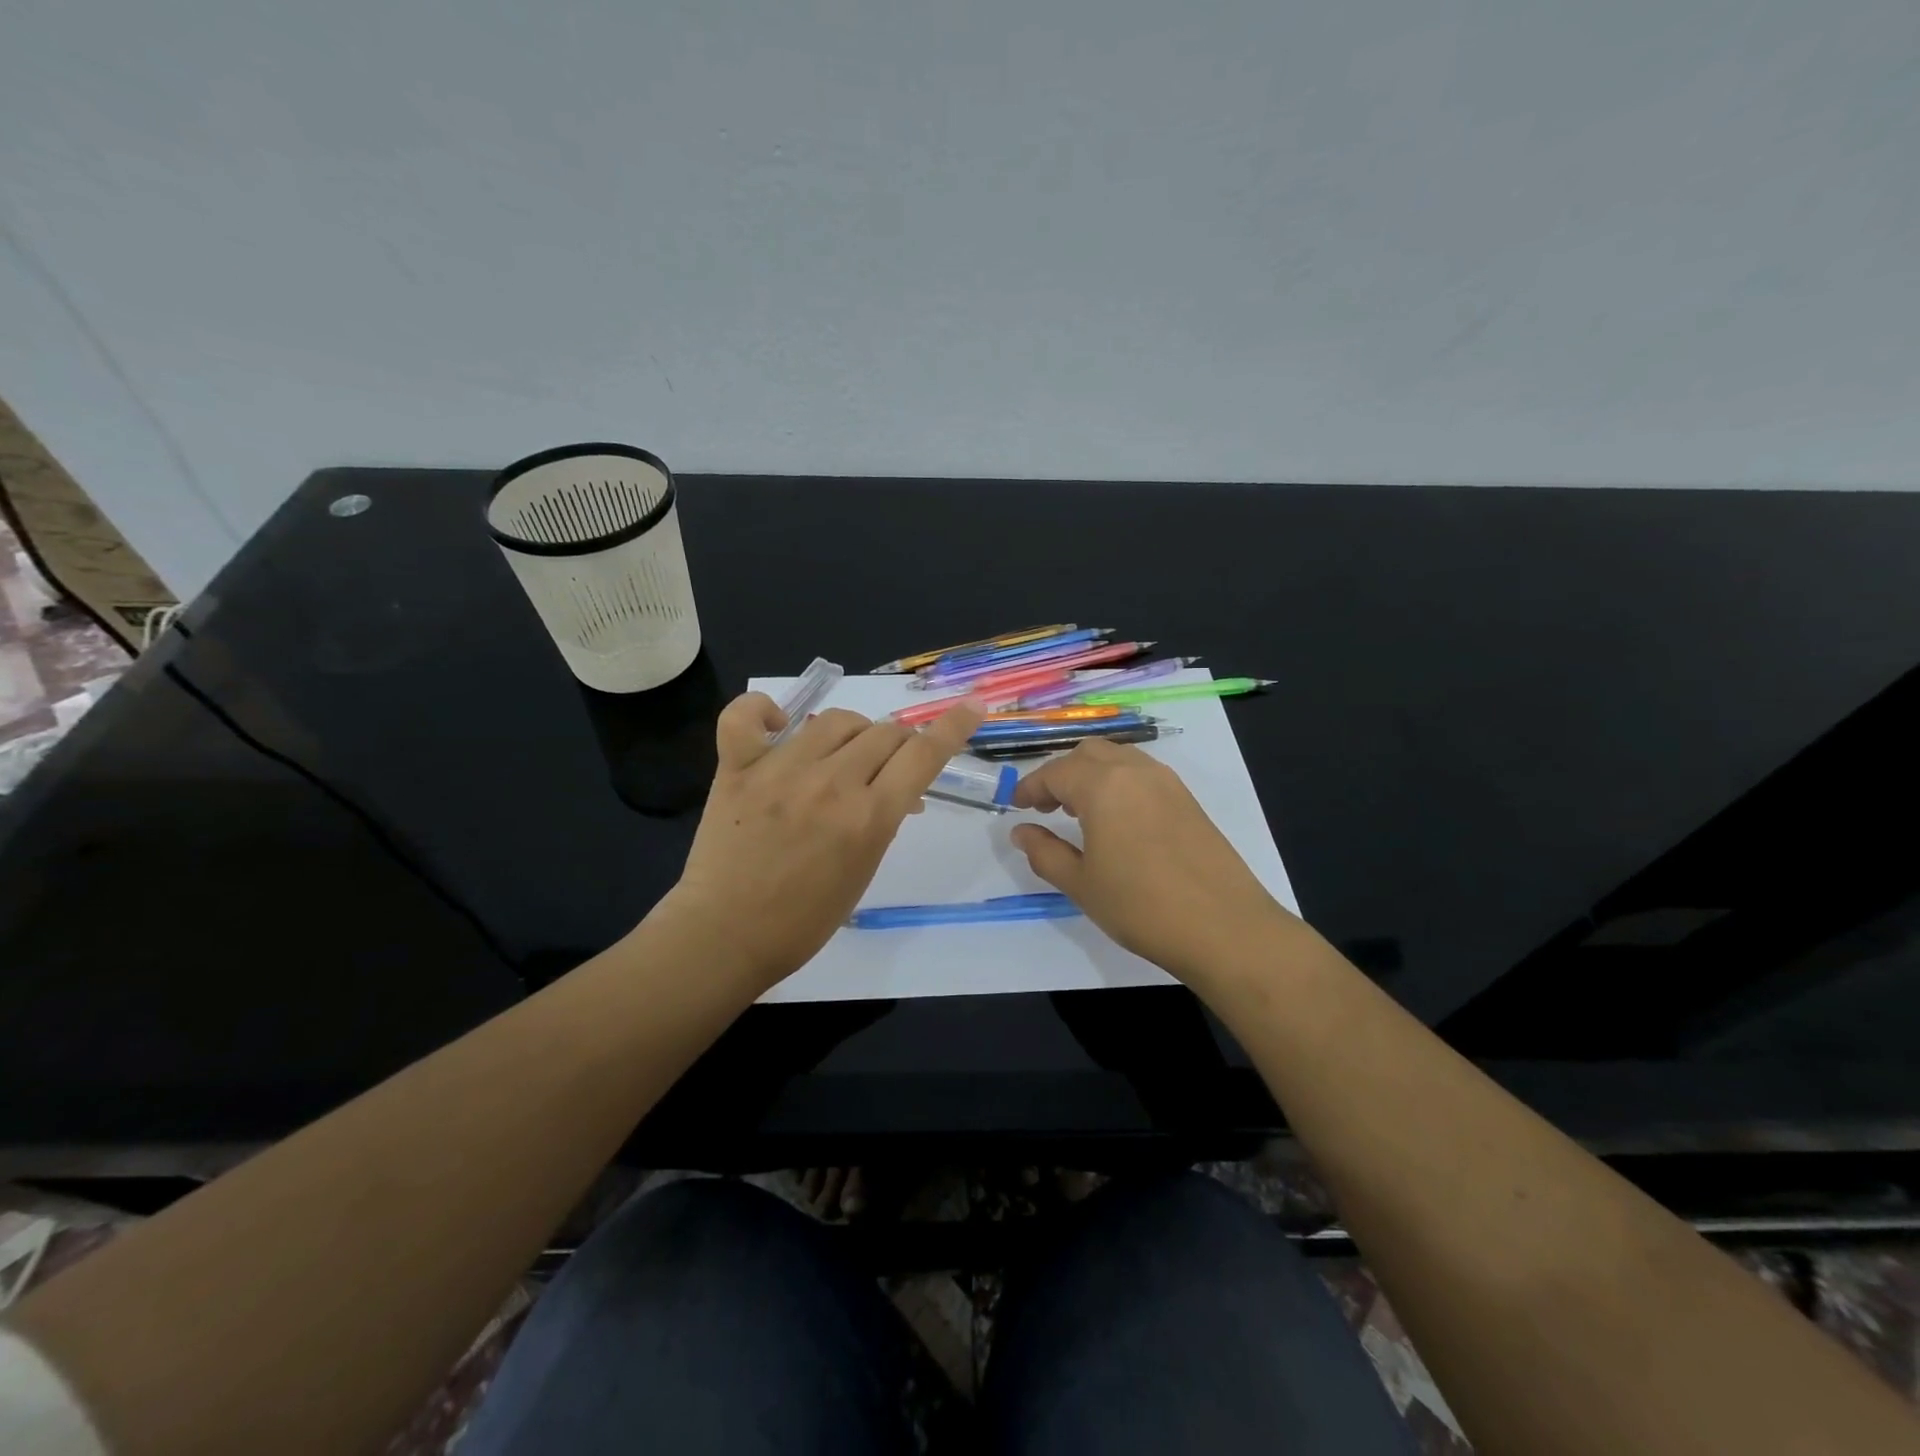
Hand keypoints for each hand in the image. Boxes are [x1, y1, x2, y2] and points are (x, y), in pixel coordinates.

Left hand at [665, 691, 984, 987]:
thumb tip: (896, 790)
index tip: (972, 707)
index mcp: (868, 817)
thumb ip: (881, 821)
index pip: (923, 755)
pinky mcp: (738, 768)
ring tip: (843, 753)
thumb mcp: (863, 872)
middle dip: (897, 745)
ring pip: (834, 720)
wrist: (726, 936)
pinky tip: (775, 723)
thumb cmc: (804, 920)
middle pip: (883, 733)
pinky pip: (745, 715)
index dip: (953, 727)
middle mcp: (831, 783)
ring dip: (851, 732)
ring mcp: (780, 770)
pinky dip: (762, 711)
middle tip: (886, 765)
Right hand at [1008, 739, 1290, 983]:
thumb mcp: (1080, 884)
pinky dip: (1119, 783)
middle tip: (1046, 806)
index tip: (1016, 805)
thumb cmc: (1140, 906)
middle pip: (1088, 753)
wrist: (1223, 928)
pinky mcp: (1188, 799)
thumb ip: (1044, 852)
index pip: (1056, 771)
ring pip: (1118, 759)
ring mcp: (1167, 782)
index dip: (1030, 786)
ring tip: (1080, 811)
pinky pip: (1143, 774)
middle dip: (1061, 773)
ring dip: (1092, 774)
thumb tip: (1021, 831)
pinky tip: (1118, 820)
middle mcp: (1135, 771)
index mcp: (1103, 785)